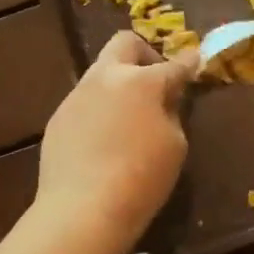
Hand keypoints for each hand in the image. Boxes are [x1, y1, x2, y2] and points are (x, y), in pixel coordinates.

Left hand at [35, 31, 199, 251]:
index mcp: (141, 82)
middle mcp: (105, 78)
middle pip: (124, 43)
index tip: (195, 60)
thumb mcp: (174, 146)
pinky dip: (100, 111)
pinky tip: (104, 142)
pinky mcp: (58, 118)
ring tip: (129, 117)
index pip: (173, 65)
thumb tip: (164, 102)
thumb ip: (171, 114)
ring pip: (100, 73)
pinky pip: (84, 103)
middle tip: (155, 81)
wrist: (83, 209)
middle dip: (145, 54)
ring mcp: (76, 96)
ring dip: (119, 84)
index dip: (188, 62)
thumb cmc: (141, 179)